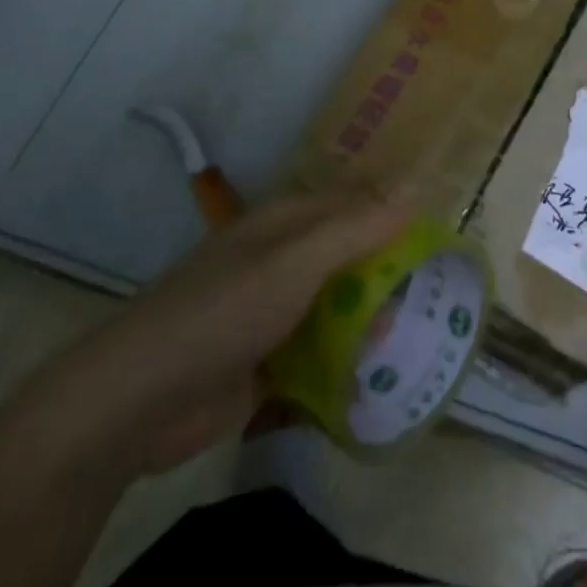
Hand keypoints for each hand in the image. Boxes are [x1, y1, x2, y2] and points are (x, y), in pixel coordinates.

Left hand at [47, 186, 410, 473]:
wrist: (141, 400)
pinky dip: (348, 361)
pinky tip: (382, 377)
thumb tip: (415, 185)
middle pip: (351, 255)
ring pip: (339, 305)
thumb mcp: (297, 260)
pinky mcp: (269, 362)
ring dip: (373, 320)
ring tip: (424, 338)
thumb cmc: (224, 310)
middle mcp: (284, 259)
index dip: (396, 209)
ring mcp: (275, 312)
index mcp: (287, 222)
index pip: (355, 201)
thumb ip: (356, 226)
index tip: (445, 228)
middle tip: (444, 292)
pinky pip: (322, 353)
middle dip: (392, 271)